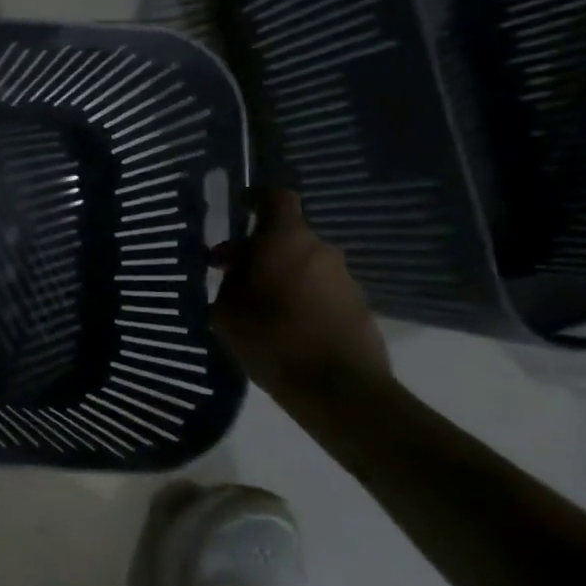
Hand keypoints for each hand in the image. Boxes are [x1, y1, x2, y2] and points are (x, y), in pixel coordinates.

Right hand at [210, 187, 389, 397]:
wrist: (339, 388)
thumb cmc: (271, 339)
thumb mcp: (227, 310)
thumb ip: (230, 282)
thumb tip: (237, 271)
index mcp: (286, 242)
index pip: (277, 199)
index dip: (257, 198)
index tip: (240, 206)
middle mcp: (321, 251)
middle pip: (287, 237)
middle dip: (258, 250)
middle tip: (229, 273)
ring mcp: (345, 279)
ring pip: (304, 264)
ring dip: (280, 275)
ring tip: (254, 305)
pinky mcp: (359, 307)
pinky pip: (320, 289)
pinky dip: (299, 297)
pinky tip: (282, 325)